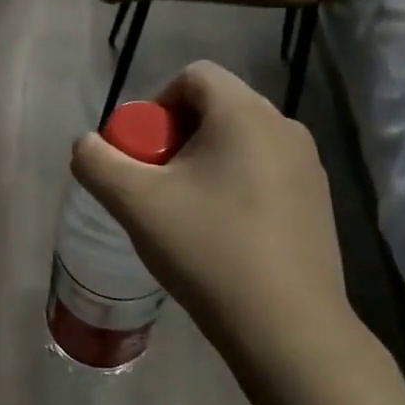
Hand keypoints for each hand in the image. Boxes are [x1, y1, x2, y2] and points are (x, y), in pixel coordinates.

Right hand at [70, 62, 361, 382]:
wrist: (287, 328)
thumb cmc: (208, 250)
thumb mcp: (134, 202)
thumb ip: (96, 161)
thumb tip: (86, 145)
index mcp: (245, 114)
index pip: (193, 76)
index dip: (156, 104)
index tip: (143, 152)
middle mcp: (284, 127)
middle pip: (215, 108)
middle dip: (175, 137)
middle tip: (156, 184)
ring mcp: (308, 167)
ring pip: (239, 142)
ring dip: (203, 162)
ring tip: (185, 212)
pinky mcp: (317, 202)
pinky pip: (263, 172)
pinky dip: (233, 185)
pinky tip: (221, 234)